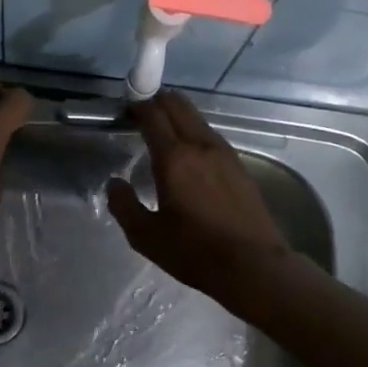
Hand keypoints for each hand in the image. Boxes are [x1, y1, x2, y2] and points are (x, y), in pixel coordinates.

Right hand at [106, 91, 294, 310]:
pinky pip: (211, 136)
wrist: (252, 265)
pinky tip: (189, 154)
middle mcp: (200, 145)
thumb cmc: (194, 251)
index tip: (125, 110)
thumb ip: (124, 206)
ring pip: (197, 118)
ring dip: (177, 116)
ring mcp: (225, 153)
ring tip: (163, 132)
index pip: (153, 115)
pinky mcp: (239, 166)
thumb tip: (115, 183)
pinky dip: (194, 132)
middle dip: (157, 101)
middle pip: (178, 105)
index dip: (137, 107)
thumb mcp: (146, 237)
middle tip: (141, 114)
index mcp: (174, 158)